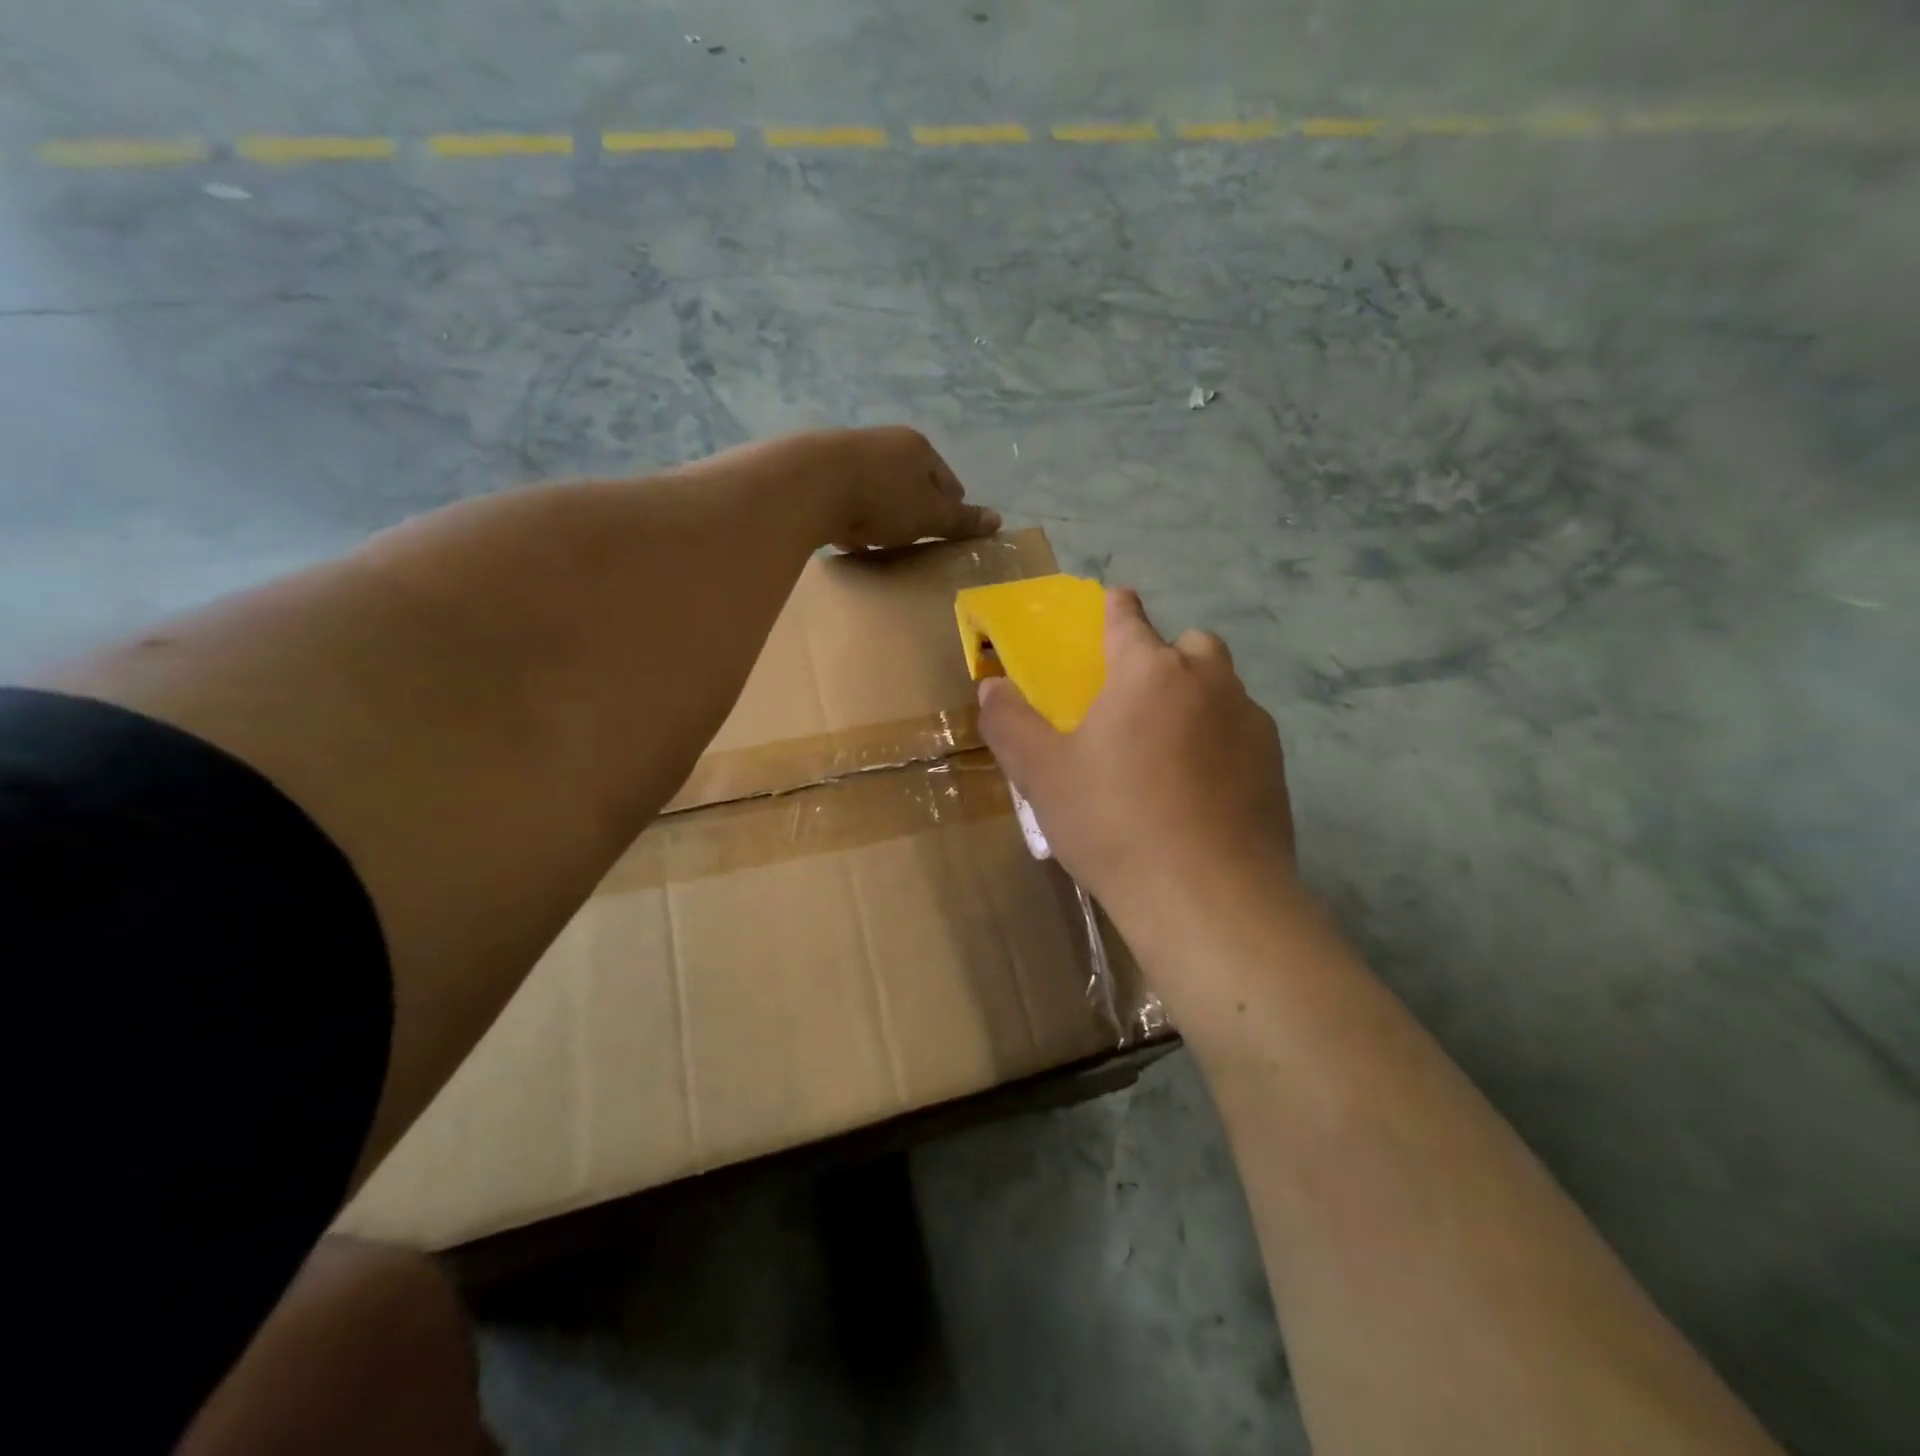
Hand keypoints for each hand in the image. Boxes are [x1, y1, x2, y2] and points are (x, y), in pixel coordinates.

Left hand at [769, 426, 998, 550]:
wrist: (810, 484)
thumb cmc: (883, 500)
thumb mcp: (930, 516)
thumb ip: (960, 520)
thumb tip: (997, 520)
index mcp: (920, 448)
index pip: (948, 482)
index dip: (951, 510)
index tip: (945, 535)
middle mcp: (887, 441)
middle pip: (912, 482)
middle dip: (914, 510)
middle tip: (913, 541)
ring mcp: (851, 451)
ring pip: (879, 487)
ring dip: (883, 512)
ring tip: (880, 541)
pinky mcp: (820, 468)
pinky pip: (848, 495)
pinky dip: (853, 514)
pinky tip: (848, 534)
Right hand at [977, 588, 1295, 936]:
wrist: (1207, 897)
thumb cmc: (1113, 823)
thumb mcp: (1042, 774)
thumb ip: (1010, 723)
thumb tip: (991, 686)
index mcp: (1147, 671)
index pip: (1129, 618)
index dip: (1117, 608)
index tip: (1114, 602)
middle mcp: (1207, 680)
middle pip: (1190, 644)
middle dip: (1165, 656)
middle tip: (1137, 700)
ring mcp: (1249, 722)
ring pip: (1223, 687)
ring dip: (1197, 697)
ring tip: (1169, 748)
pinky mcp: (1276, 765)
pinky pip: (1244, 732)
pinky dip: (1222, 741)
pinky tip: (1202, 789)